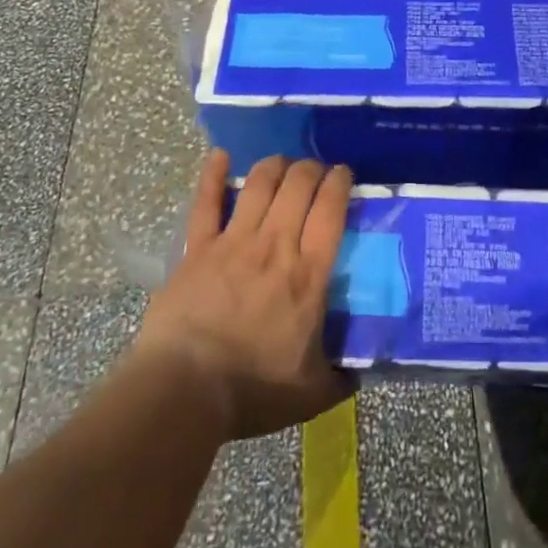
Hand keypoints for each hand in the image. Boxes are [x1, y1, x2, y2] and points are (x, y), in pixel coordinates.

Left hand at [133, 150, 353, 441]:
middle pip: (297, 186)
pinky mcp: (198, 248)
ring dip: (274, 165)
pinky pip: (206, 202)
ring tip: (282, 162)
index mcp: (308, 274)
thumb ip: (341, 376)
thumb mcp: (313, 392)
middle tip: (315, 170)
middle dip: (311, 168)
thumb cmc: (252, 389)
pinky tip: (219, 156)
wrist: (185, 390)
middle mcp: (275, 245)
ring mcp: (234, 242)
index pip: (330, 210)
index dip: (340, 182)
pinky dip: (212, 175)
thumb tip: (363, 371)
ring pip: (259, 184)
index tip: (344, 173)